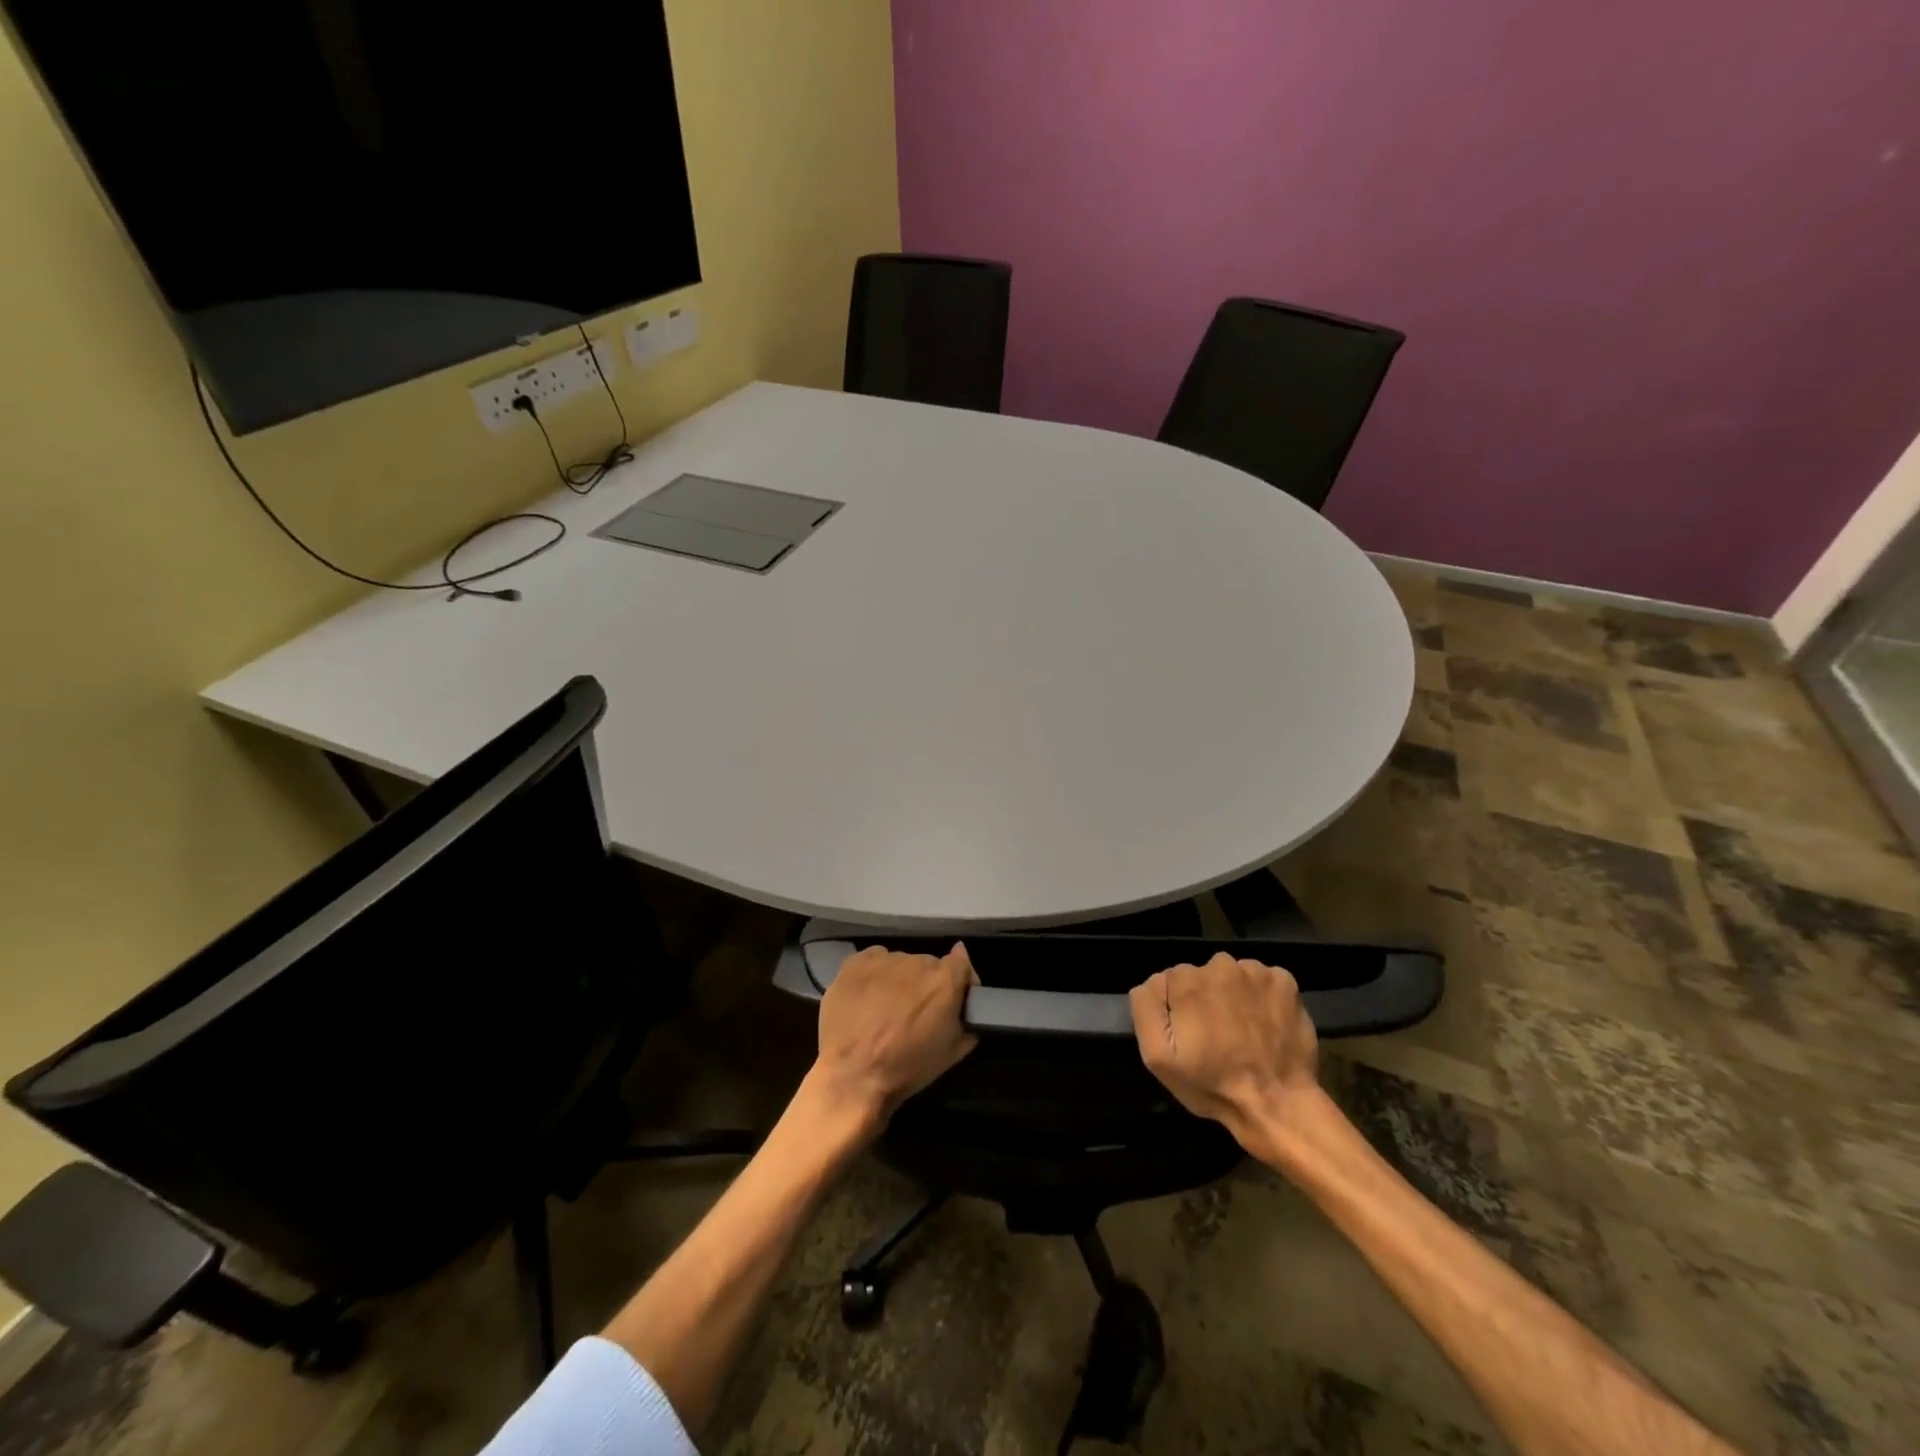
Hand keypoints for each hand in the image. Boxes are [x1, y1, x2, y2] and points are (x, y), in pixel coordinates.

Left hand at [813, 944, 978, 1125]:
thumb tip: (968, 1003)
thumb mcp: (950, 1054)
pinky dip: (874, 974)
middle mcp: (917, 962)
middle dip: (926, 984)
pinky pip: (873, 960)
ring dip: (899, 980)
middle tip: (915, 1011)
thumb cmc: (906, 1068)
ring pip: (899, 963)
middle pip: (928, 964)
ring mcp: (884, 960)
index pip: (961, 964)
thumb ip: (966, 1022)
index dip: (960, 979)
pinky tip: (866, 997)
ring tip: (886, 1008)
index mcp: (944, 981)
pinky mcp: (855, 962)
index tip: (954, 998)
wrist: (853, 1075)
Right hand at [1130, 952, 1319, 1145]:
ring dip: (1233, 996)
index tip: (1190, 1034)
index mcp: (1187, 980)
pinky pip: (1263, 980)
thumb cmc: (1212, 1084)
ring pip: (1233, 975)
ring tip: (1242, 1032)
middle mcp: (1220, 965)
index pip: (1170, 980)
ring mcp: (1256, 972)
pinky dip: (1262, 997)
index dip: (1177, 1008)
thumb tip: (1152, 982)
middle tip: (1216, 1035)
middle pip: (1202, 974)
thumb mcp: (1157, 1057)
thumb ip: (1145, 1008)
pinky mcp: (1285, 982)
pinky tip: (1265, 1024)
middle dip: (1205, 998)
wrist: (1277, 1105)